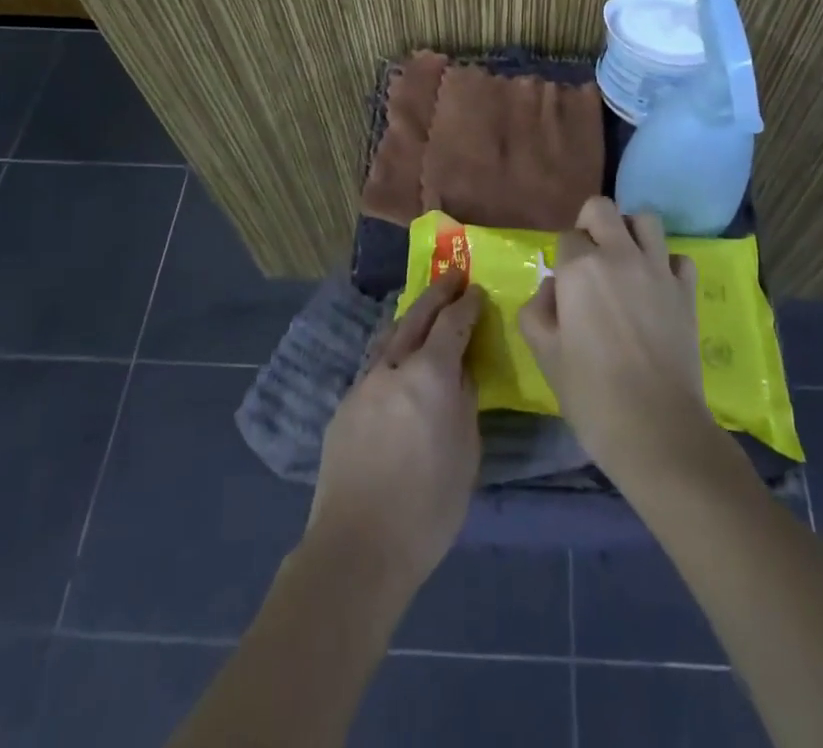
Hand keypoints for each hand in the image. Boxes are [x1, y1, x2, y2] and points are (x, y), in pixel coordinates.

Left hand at [305, 272, 482, 599]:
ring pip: (390, 338)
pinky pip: (375, 366)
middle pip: (417, 317)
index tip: (477, 289)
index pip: (452, 324)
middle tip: (453, 276)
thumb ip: (464, 403)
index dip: (466, 304)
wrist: (358, 547)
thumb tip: (461, 374)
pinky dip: (392, 352)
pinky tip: (397, 364)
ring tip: (424, 310)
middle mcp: (394, 368)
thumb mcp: (466, 452)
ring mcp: (364, 385)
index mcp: (430, 375)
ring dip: (411, 318)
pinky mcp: (345, 407)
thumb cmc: (428, 506)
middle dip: (437, 294)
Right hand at [519, 196, 718, 488]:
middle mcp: (619, 255)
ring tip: (624, 261)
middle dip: (591, 224)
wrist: (656, 427)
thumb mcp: (544, 353)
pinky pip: (678, 257)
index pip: (566, 236)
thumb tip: (554, 288)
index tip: (564, 284)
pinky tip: (656, 287)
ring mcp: (658, 270)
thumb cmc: (591, 393)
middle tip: (589, 258)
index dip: (562, 257)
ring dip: (631, 232)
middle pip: (603, 208)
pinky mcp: (686, 291)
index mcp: (580, 267)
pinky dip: (666, 264)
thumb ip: (538, 310)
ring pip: (646, 220)